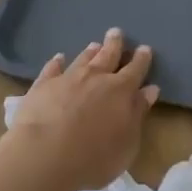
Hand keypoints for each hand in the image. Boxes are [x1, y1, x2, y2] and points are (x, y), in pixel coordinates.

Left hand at [4, 29, 157, 190]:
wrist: (44, 155)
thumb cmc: (93, 157)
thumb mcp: (127, 143)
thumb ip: (137, 114)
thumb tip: (149, 90)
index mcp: (121, 91)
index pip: (135, 70)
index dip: (141, 59)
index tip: (144, 48)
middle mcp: (96, 78)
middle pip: (108, 56)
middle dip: (114, 44)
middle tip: (116, 32)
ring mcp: (67, 79)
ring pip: (82, 59)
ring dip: (90, 52)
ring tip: (94, 45)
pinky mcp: (42, 86)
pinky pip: (52, 69)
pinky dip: (56, 62)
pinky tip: (58, 58)